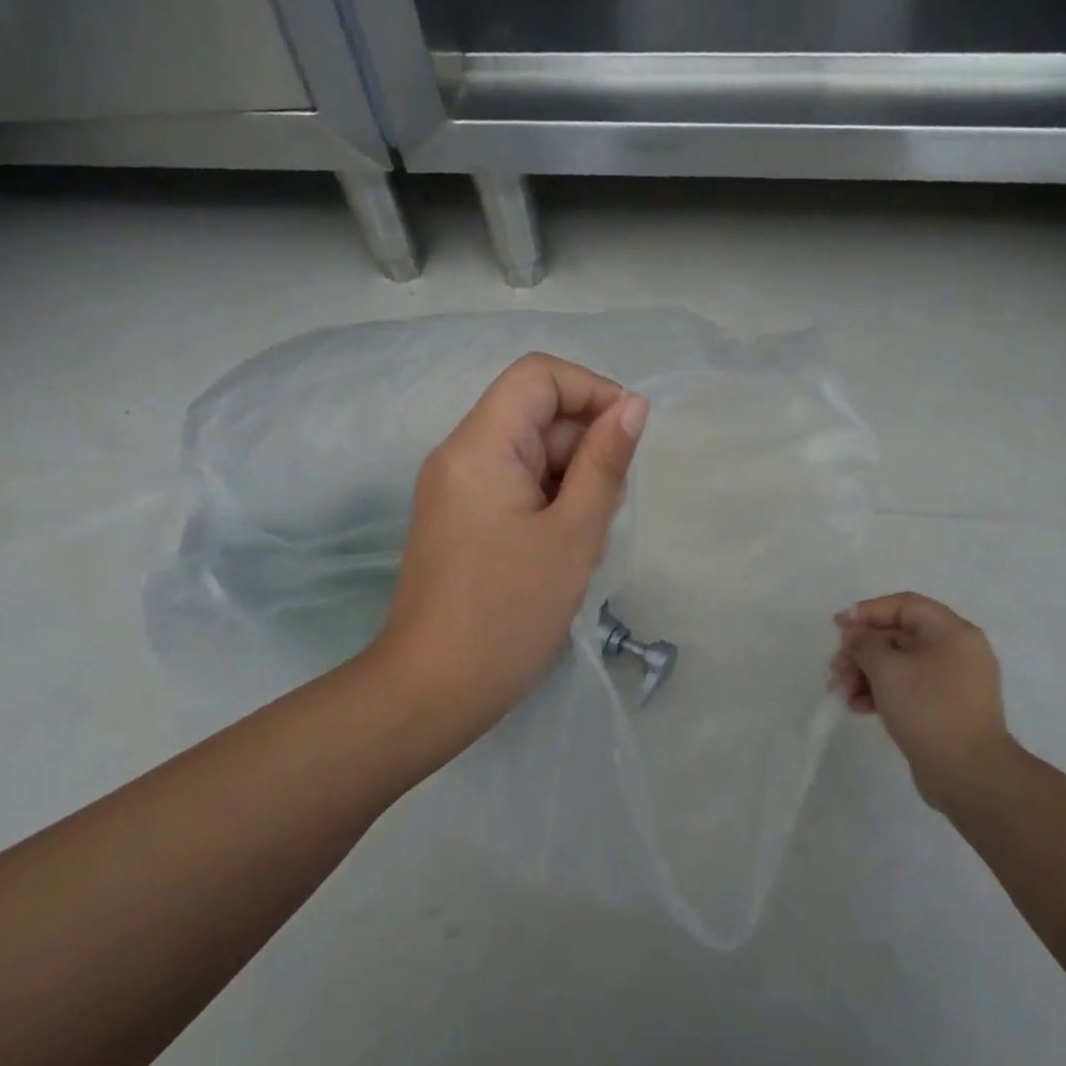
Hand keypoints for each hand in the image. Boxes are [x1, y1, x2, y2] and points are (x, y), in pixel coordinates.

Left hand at [373, 353, 647, 754]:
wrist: (432, 689)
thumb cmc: (509, 612)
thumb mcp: (573, 534)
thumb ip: (605, 463)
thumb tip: (632, 406)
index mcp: (480, 446)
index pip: (538, 376)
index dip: (591, 391)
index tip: (627, 437)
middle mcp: (459, 454)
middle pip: (533, 414)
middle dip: (584, 446)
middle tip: (606, 509)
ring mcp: (454, 488)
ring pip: (527, 453)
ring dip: (569, 479)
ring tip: (582, 538)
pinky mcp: (458, 519)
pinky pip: (511, 485)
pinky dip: (547, 501)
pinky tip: (560, 548)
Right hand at [831, 593, 1016, 811]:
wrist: (970, 775)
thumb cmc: (929, 710)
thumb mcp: (888, 669)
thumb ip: (865, 644)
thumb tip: (855, 637)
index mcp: (953, 633)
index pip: (906, 605)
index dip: (868, 611)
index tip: (838, 626)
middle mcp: (957, 652)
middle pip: (899, 636)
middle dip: (862, 651)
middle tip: (836, 669)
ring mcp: (952, 683)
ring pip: (899, 665)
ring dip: (865, 673)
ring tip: (841, 692)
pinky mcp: (944, 709)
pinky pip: (907, 688)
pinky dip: (881, 692)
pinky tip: (858, 707)